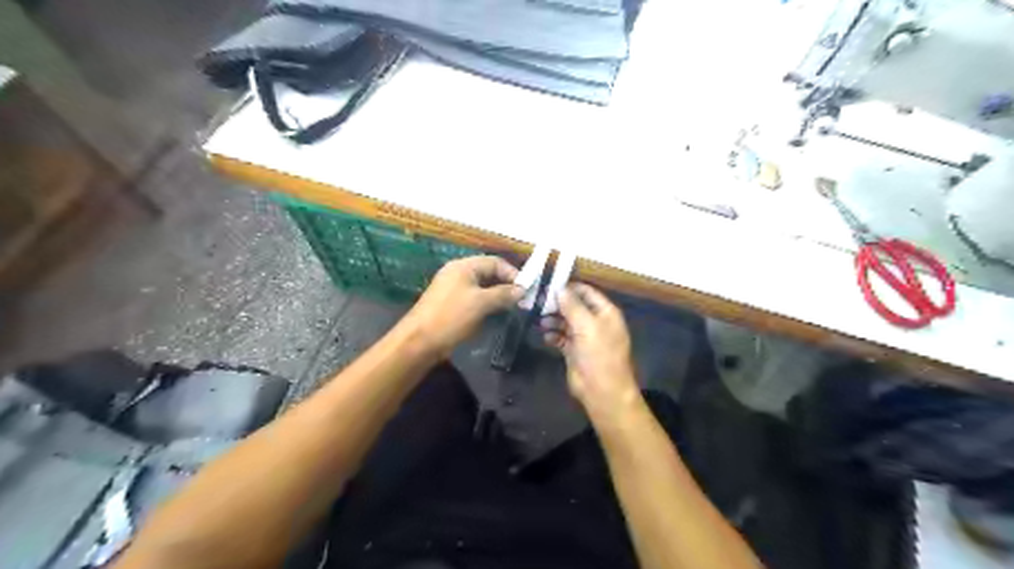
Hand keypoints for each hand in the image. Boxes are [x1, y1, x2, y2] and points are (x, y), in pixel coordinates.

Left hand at [402, 256, 520, 354]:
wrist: (420, 341)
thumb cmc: (451, 317)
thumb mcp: (481, 303)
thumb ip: (503, 294)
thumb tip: (522, 290)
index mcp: (463, 266)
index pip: (495, 262)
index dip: (512, 273)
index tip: (526, 290)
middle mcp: (458, 273)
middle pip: (489, 273)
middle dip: (506, 285)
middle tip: (522, 300)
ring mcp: (454, 289)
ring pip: (482, 287)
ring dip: (498, 296)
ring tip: (512, 308)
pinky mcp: (452, 304)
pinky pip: (475, 298)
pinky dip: (487, 304)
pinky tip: (495, 315)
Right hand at [544, 282, 634, 424]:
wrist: (602, 391)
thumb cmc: (599, 354)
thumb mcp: (586, 326)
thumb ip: (572, 306)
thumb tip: (559, 289)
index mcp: (605, 312)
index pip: (587, 292)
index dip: (569, 288)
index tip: (549, 286)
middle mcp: (596, 322)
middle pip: (574, 306)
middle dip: (558, 305)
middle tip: (538, 303)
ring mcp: (585, 337)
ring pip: (566, 322)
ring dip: (553, 320)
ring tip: (541, 322)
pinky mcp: (575, 351)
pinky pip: (561, 337)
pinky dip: (553, 335)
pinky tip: (546, 337)